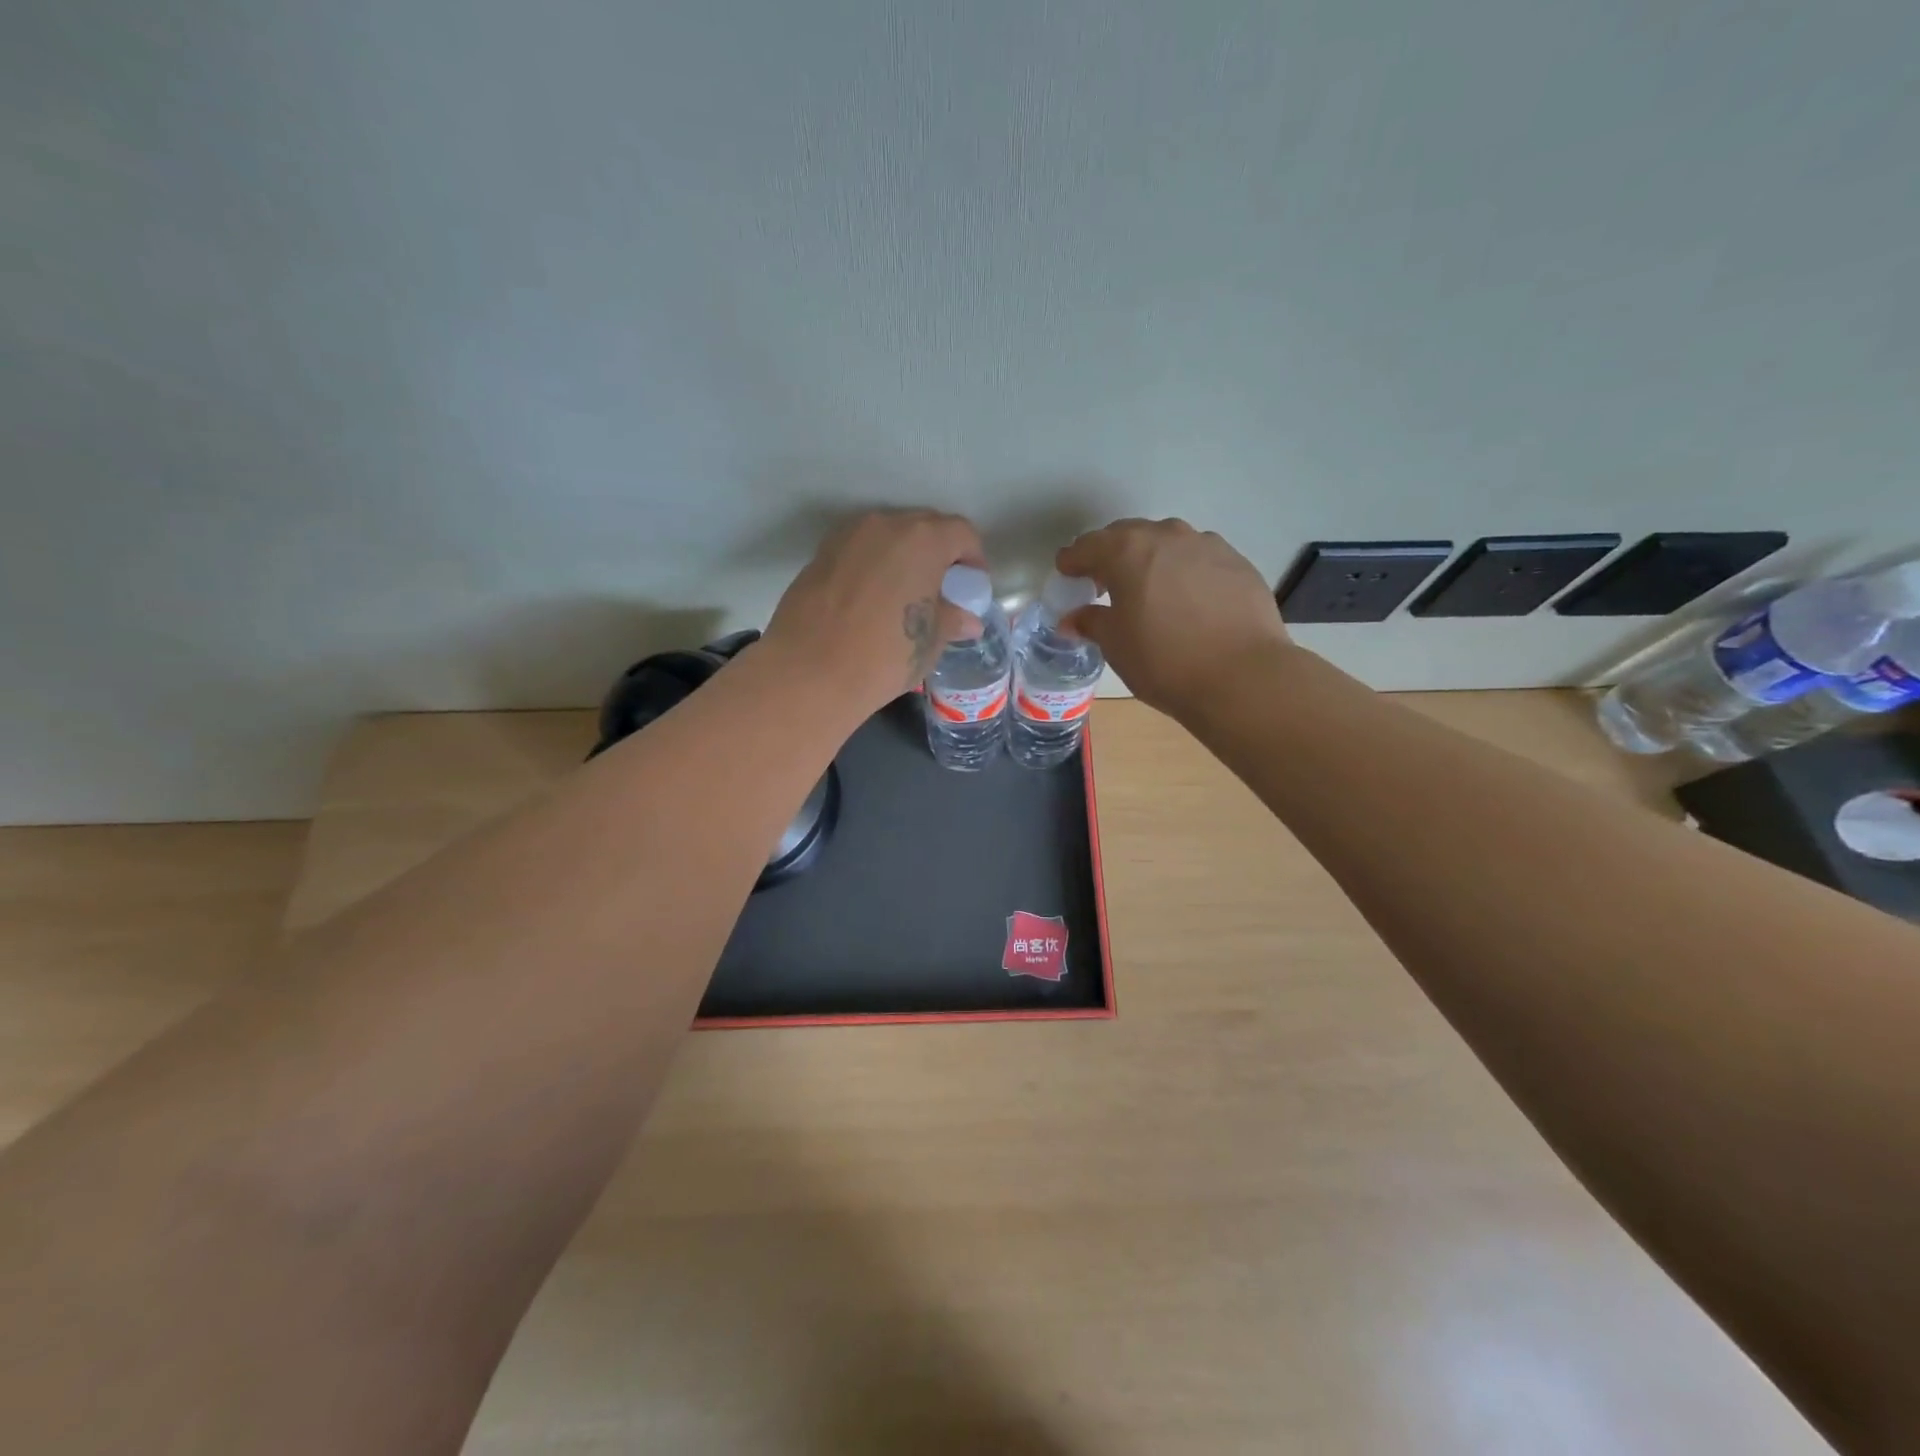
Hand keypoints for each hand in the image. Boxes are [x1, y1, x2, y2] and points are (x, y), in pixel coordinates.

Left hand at [762, 509, 985, 715]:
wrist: (810, 672)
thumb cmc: (885, 655)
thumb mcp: (930, 642)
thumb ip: (952, 620)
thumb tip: (967, 620)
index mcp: (923, 539)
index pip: (961, 533)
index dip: (973, 558)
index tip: (971, 587)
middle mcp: (885, 525)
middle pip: (924, 527)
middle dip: (939, 553)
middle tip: (941, 590)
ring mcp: (847, 536)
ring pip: (887, 536)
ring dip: (903, 557)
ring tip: (904, 595)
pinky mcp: (819, 554)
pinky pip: (859, 551)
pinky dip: (873, 566)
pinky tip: (871, 600)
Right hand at [1057, 518, 1293, 717]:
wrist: (1242, 677)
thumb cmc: (1163, 660)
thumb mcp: (1115, 645)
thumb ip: (1091, 622)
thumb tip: (1074, 618)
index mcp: (1127, 551)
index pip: (1088, 546)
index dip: (1073, 561)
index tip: (1066, 573)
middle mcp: (1167, 536)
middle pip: (1128, 536)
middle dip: (1111, 555)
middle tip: (1104, 582)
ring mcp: (1207, 545)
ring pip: (1168, 543)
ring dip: (1150, 559)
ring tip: (1148, 589)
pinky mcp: (1237, 563)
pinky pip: (1198, 559)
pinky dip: (1183, 572)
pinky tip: (1186, 600)